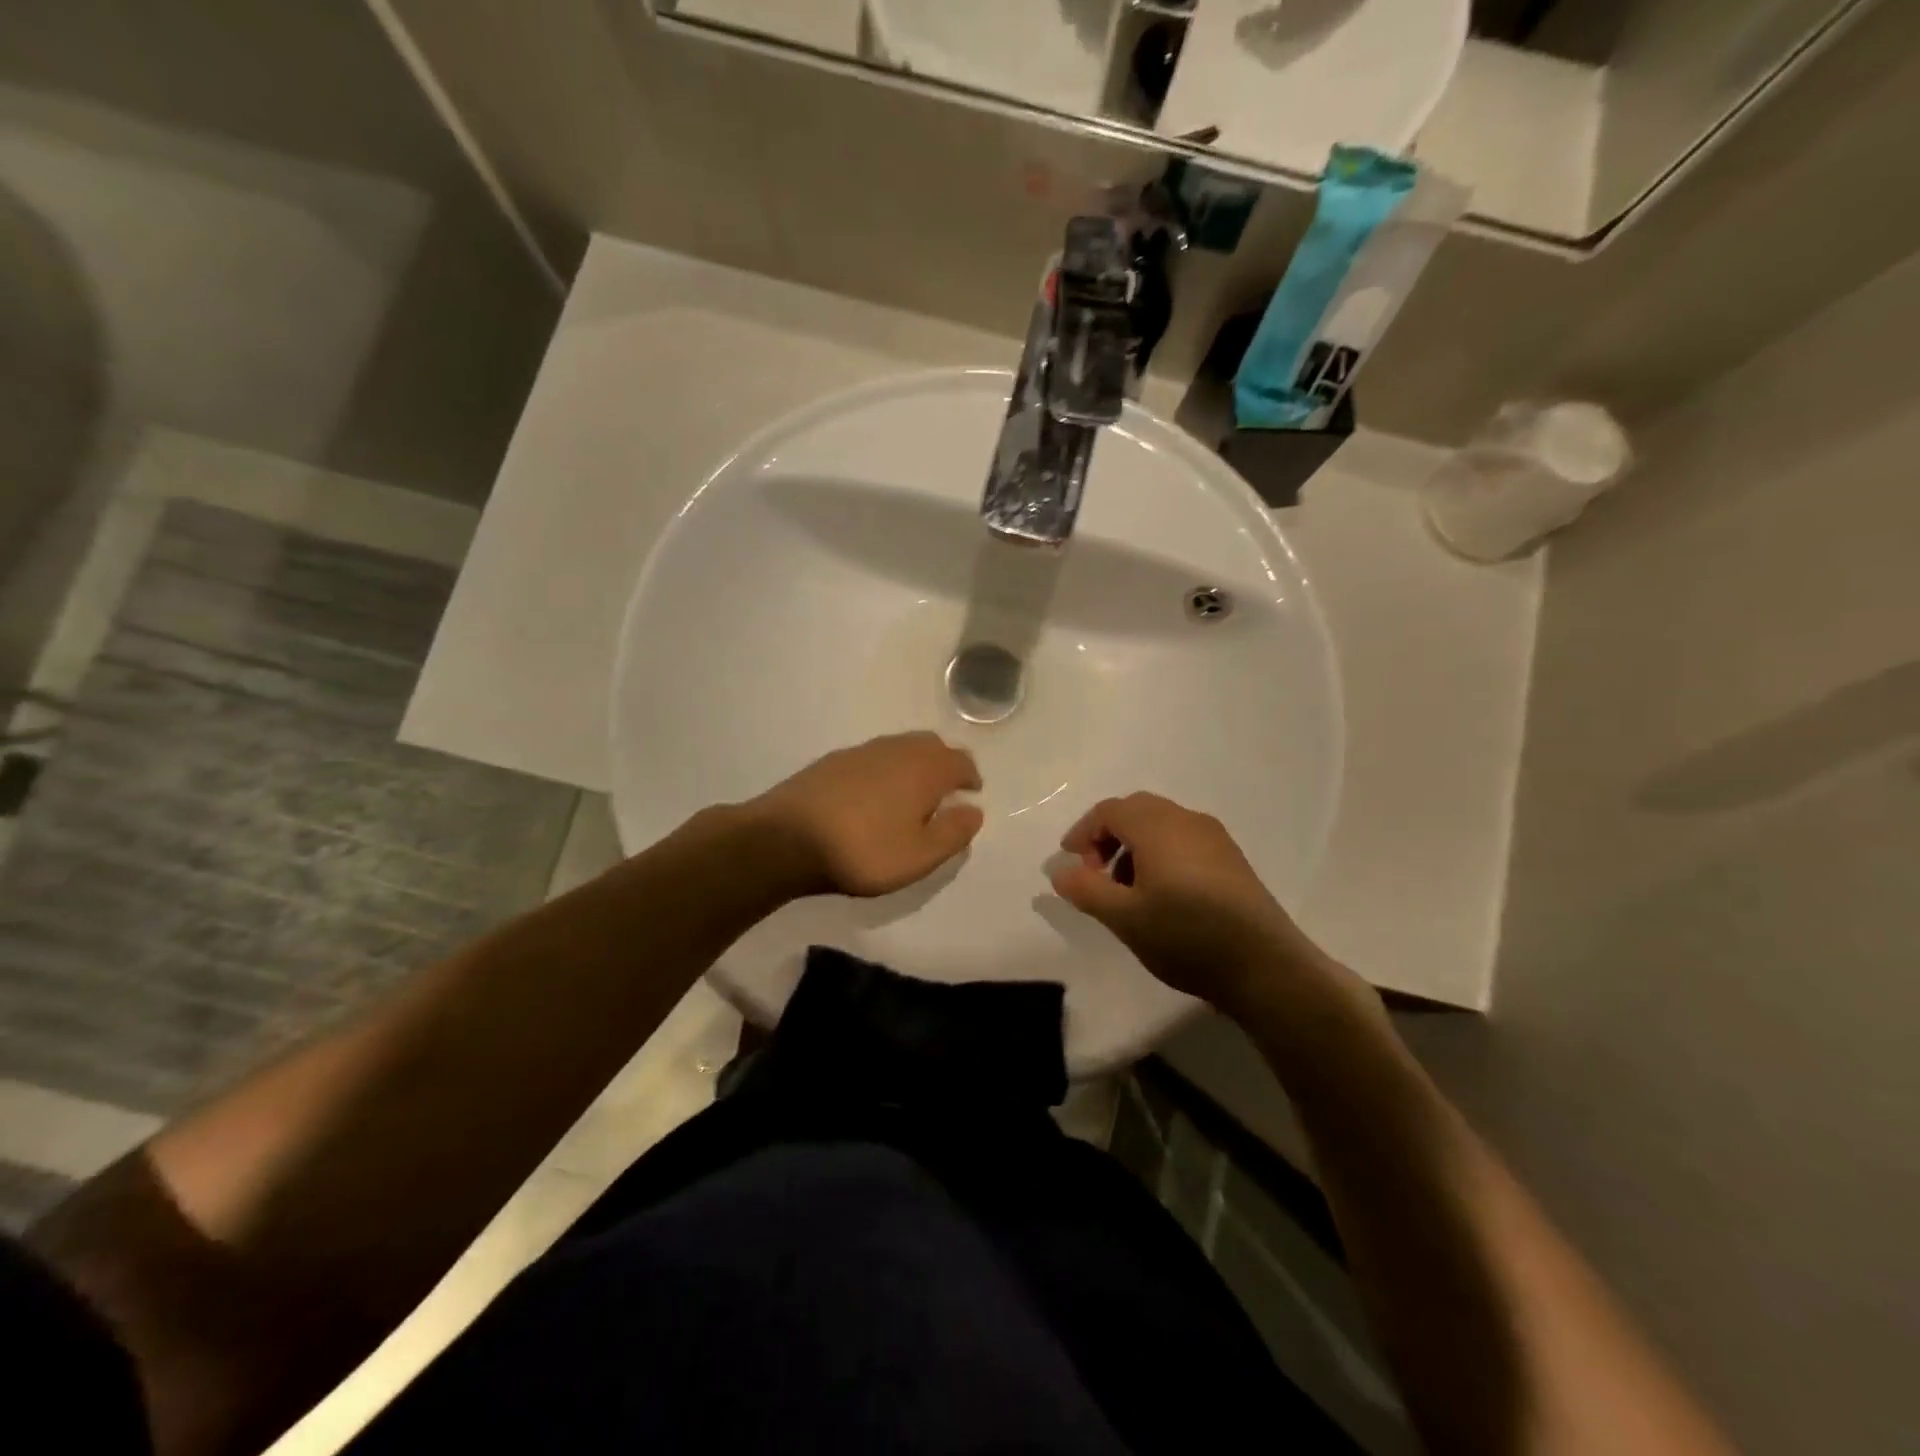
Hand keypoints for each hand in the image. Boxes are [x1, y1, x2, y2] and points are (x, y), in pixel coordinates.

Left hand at [748, 732, 983, 898]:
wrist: (785, 838)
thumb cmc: (863, 850)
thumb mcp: (919, 856)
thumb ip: (953, 833)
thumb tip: (974, 811)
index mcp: (925, 768)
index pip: (960, 762)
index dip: (970, 778)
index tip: (970, 795)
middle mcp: (897, 750)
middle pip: (931, 746)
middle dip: (944, 765)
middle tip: (944, 793)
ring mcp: (862, 751)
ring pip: (900, 748)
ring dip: (913, 766)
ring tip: (909, 796)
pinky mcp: (833, 761)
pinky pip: (873, 758)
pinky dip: (884, 770)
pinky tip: (872, 796)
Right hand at [1049, 792, 1333, 1015]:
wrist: (1264, 966)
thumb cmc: (1186, 936)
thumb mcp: (1124, 917)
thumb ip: (1085, 889)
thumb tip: (1060, 870)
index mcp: (1157, 826)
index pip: (1109, 811)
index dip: (1083, 832)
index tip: (1070, 864)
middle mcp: (1186, 820)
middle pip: (1136, 811)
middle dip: (1107, 837)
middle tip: (1094, 874)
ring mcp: (1214, 838)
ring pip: (1161, 825)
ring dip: (1133, 847)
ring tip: (1126, 890)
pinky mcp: (1231, 859)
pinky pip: (1183, 840)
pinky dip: (1160, 854)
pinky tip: (1162, 895)